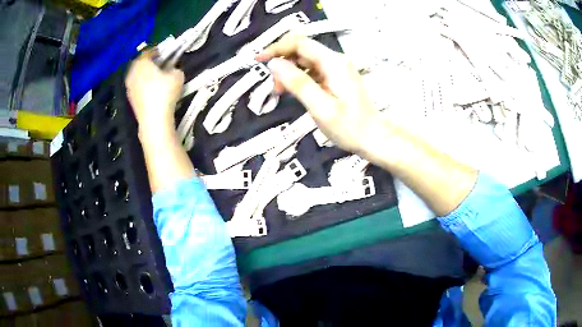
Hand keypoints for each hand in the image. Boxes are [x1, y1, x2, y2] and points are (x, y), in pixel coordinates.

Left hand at [125, 51, 184, 133]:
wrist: (154, 119)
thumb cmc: (165, 92)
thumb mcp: (177, 76)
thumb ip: (175, 68)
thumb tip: (172, 70)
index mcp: (142, 62)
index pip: (149, 51)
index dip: (158, 51)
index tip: (166, 53)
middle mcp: (132, 72)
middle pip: (141, 63)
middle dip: (150, 63)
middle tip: (161, 65)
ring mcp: (129, 86)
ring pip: (138, 76)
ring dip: (146, 75)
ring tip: (158, 79)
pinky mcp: (130, 99)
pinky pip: (138, 87)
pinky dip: (144, 86)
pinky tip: (153, 91)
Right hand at [256, 33, 381, 153]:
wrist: (373, 138)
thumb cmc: (349, 127)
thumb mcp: (320, 107)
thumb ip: (297, 83)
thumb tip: (274, 63)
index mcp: (332, 63)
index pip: (299, 43)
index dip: (277, 48)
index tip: (259, 60)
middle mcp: (335, 60)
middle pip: (301, 50)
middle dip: (282, 63)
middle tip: (274, 87)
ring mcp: (336, 68)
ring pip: (304, 60)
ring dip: (288, 71)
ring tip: (281, 92)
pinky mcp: (336, 77)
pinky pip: (311, 70)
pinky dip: (298, 78)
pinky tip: (293, 92)